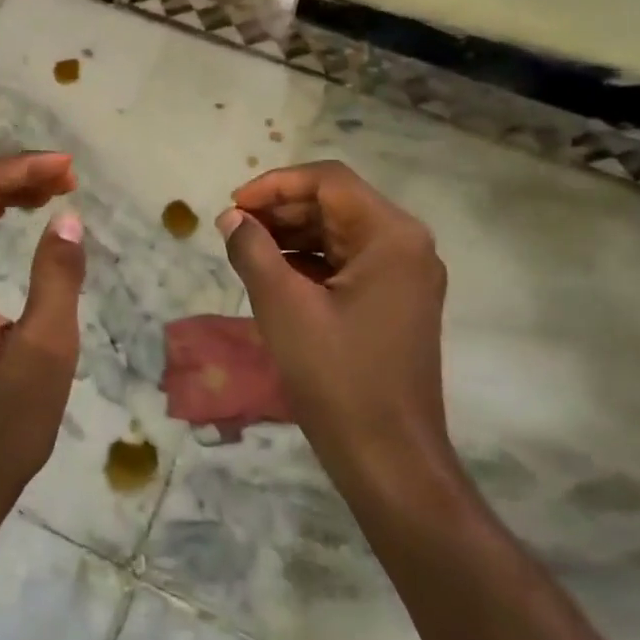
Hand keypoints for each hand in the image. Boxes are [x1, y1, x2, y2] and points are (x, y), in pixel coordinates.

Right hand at [216, 161, 451, 495]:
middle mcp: (407, 246)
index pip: (329, 181)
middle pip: (337, 204)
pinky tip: (273, 274)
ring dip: (292, 235)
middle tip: (233, 228)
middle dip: (282, 210)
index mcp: (392, 236)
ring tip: (246, 249)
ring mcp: (405, 276)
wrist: (388, 458)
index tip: (233, 206)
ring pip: (340, 233)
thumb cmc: (337, 378)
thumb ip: (253, 251)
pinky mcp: (395, 302)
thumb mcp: (284, 307)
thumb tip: (232, 218)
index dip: (276, 185)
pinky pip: (348, 264)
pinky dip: (310, 262)